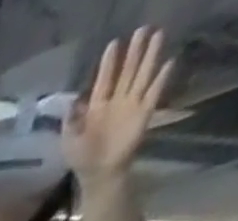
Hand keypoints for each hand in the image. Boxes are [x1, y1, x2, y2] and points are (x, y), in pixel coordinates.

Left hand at [63, 27, 173, 181]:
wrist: (98, 173)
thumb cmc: (81, 158)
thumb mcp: (68, 140)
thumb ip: (69, 121)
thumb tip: (70, 101)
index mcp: (97, 108)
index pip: (104, 80)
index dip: (109, 63)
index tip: (113, 44)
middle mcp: (116, 102)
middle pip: (127, 71)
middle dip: (134, 51)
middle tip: (141, 29)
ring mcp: (131, 105)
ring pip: (142, 75)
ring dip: (150, 56)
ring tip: (158, 34)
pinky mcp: (144, 113)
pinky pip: (154, 92)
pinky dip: (161, 79)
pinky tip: (168, 63)